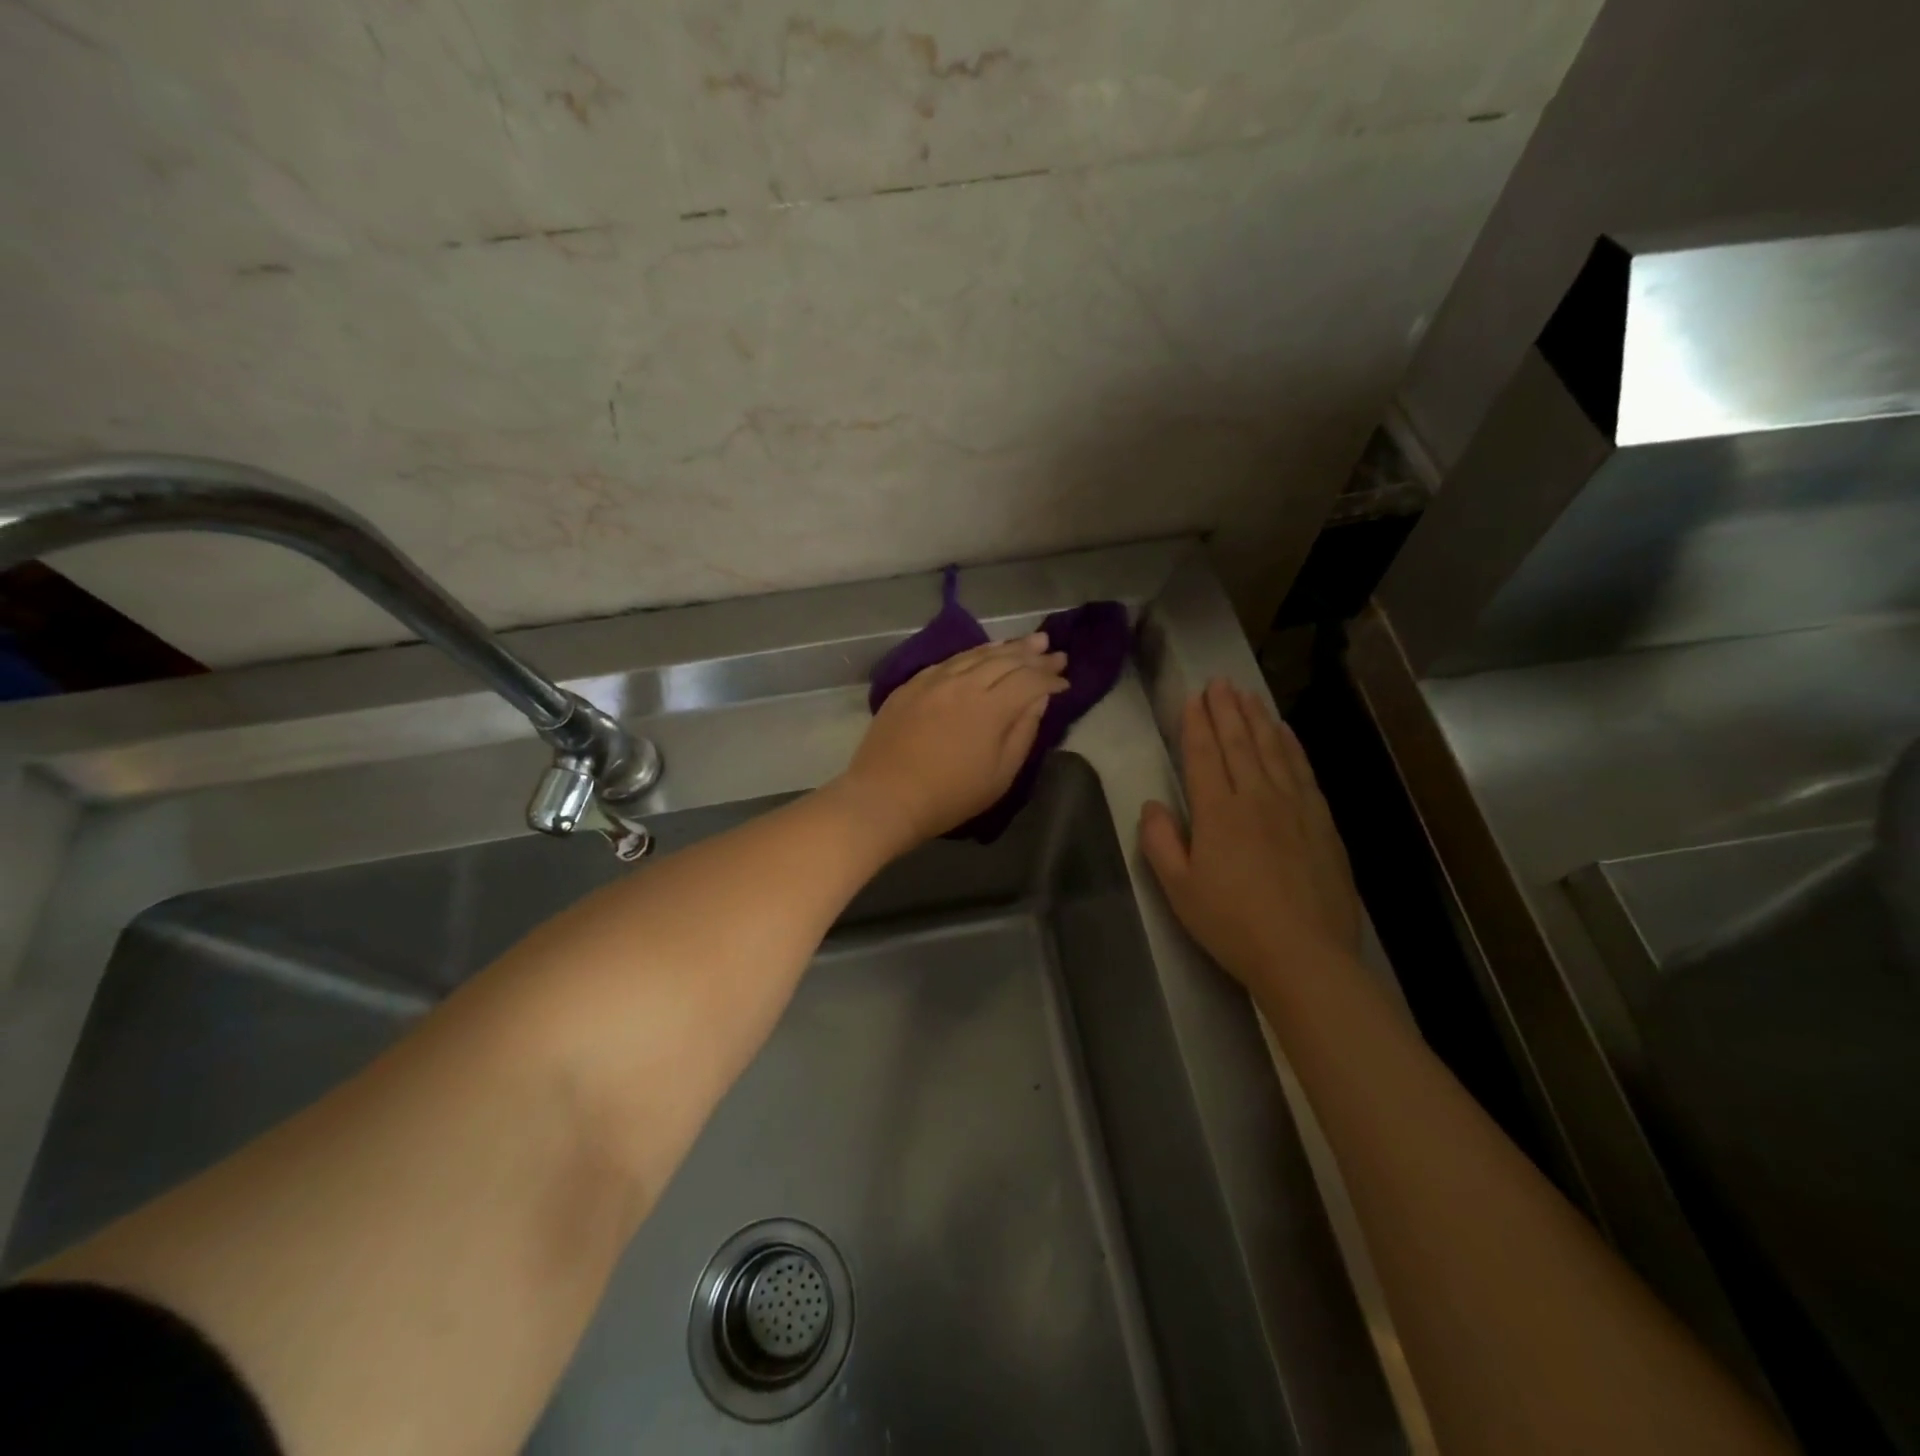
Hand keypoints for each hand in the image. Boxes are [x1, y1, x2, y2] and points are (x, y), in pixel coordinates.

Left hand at [836, 634, 1069, 854]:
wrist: (884, 797)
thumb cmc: (949, 796)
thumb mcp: (999, 775)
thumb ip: (1023, 732)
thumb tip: (1038, 700)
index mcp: (989, 708)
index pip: (1029, 681)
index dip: (1050, 678)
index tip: (1065, 681)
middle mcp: (963, 684)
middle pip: (1004, 660)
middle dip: (1033, 654)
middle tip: (1053, 649)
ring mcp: (933, 680)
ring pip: (976, 654)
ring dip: (1005, 647)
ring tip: (1026, 641)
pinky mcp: (911, 685)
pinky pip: (948, 660)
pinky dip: (972, 653)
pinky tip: (981, 652)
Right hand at [1139, 679, 1359, 994]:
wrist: (1304, 955)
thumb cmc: (1232, 924)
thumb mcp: (1179, 889)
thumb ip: (1160, 842)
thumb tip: (1152, 805)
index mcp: (1218, 812)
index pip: (1203, 755)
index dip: (1196, 724)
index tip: (1193, 698)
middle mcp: (1256, 798)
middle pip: (1239, 743)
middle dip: (1227, 710)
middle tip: (1220, 682)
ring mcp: (1294, 807)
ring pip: (1273, 750)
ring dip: (1258, 719)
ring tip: (1248, 695)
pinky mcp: (1322, 822)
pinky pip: (1303, 771)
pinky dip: (1292, 746)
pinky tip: (1286, 733)